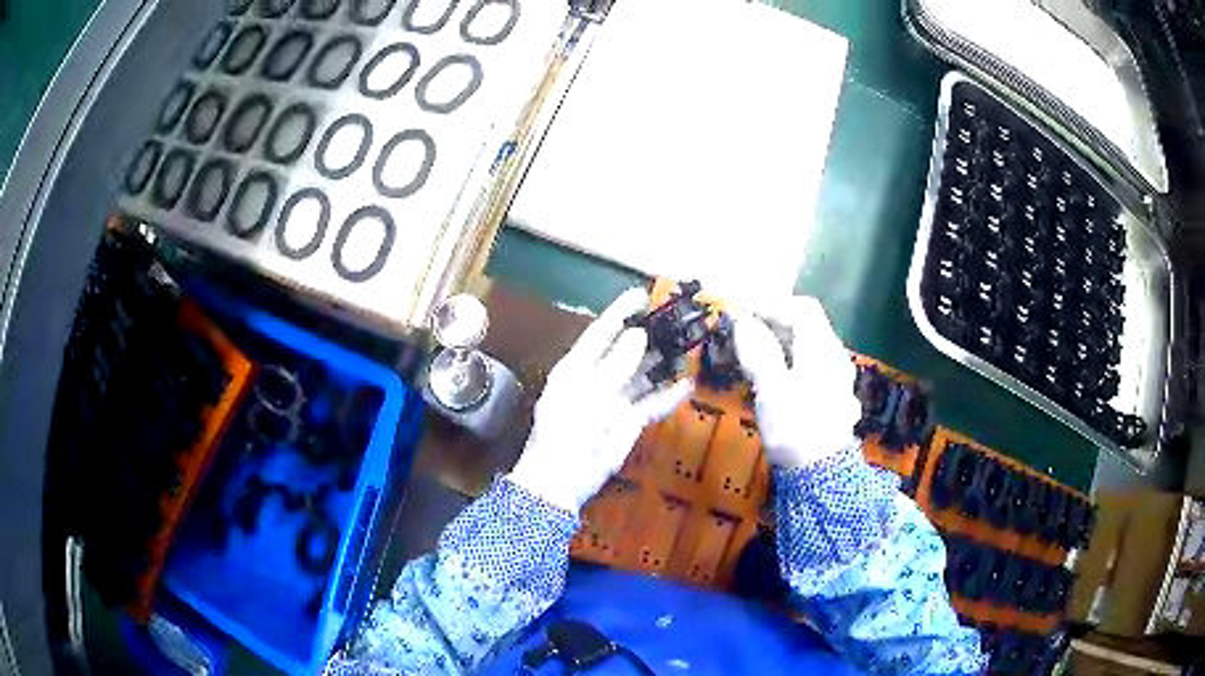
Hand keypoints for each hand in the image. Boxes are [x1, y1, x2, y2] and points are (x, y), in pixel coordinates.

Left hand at [509, 288, 692, 512]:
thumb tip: (638, 334)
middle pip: (626, 351)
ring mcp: (613, 400)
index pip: (601, 331)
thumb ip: (616, 364)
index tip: (644, 295)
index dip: (621, 312)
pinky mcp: (628, 422)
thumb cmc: (568, 430)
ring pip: (642, 376)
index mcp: (577, 366)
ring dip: (662, 363)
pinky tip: (687, 385)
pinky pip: (651, 404)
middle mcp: (596, 378)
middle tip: (676, 321)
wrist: (564, 478)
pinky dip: (668, 396)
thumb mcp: (590, 393)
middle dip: (649, 336)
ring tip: (687, 348)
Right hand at [732, 296, 858, 468]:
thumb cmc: (795, 428)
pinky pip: (811, 367)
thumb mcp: (771, 388)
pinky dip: (790, 363)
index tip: (741, 312)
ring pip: (809, 348)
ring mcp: (838, 379)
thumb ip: (758, 351)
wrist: (821, 475)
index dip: (770, 304)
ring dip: (782, 344)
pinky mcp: (834, 399)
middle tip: (743, 332)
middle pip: (808, 326)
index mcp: (822, 348)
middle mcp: (835, 357)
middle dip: (774, 323)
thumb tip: (742, 320)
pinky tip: (776, 380)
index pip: (800, 308)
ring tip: (753, 355)